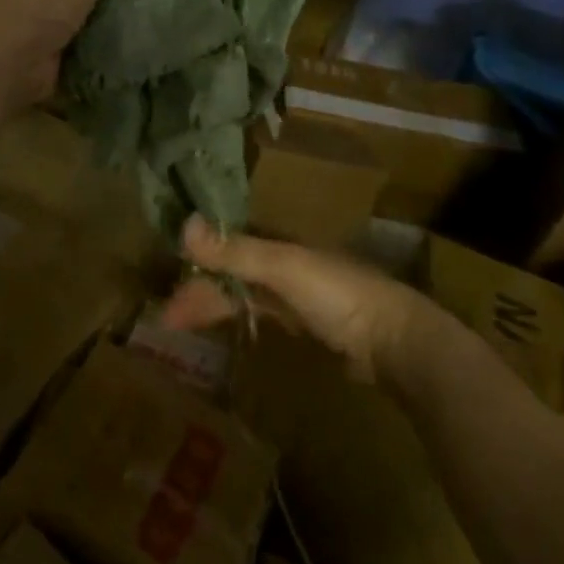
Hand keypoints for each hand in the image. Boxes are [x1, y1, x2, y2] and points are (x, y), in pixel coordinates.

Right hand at [162, 217, 429, 384]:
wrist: (397, 340)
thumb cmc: (339, 295)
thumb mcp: (284, 268)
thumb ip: (235, 251)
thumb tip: (184, 223)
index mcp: (279, 243)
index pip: (225, 247)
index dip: (196, 263)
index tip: (168, 287)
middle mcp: (284, 264)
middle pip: (231, 274)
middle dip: (200, 291)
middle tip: (167, 319)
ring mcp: (297, 295)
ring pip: (244, 295)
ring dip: (215, 306)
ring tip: (183, 326)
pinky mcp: (308, 325)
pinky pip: (262, 315)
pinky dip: (239, 318)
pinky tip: (226, 329)